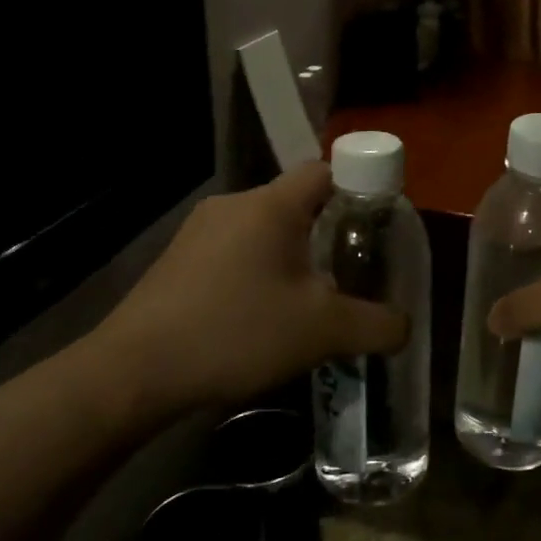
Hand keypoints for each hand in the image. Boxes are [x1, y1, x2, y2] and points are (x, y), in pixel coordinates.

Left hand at [89, 163, 408, 416]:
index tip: (372, 227)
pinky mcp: (176, 261)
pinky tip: (255, 318)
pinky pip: (232, 252)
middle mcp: (233, 204)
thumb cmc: (238, 332)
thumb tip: (404, 326)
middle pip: (294, 202)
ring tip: (303, 302)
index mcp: (271, 205)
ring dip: (288, 257)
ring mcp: (198, 231)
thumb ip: (376, 325)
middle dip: (324, 233)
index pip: (325, 170)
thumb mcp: (323, 331)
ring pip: (262, 230)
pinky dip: (254, 273)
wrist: (136, 371)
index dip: (356, 189)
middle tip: (345, 272)